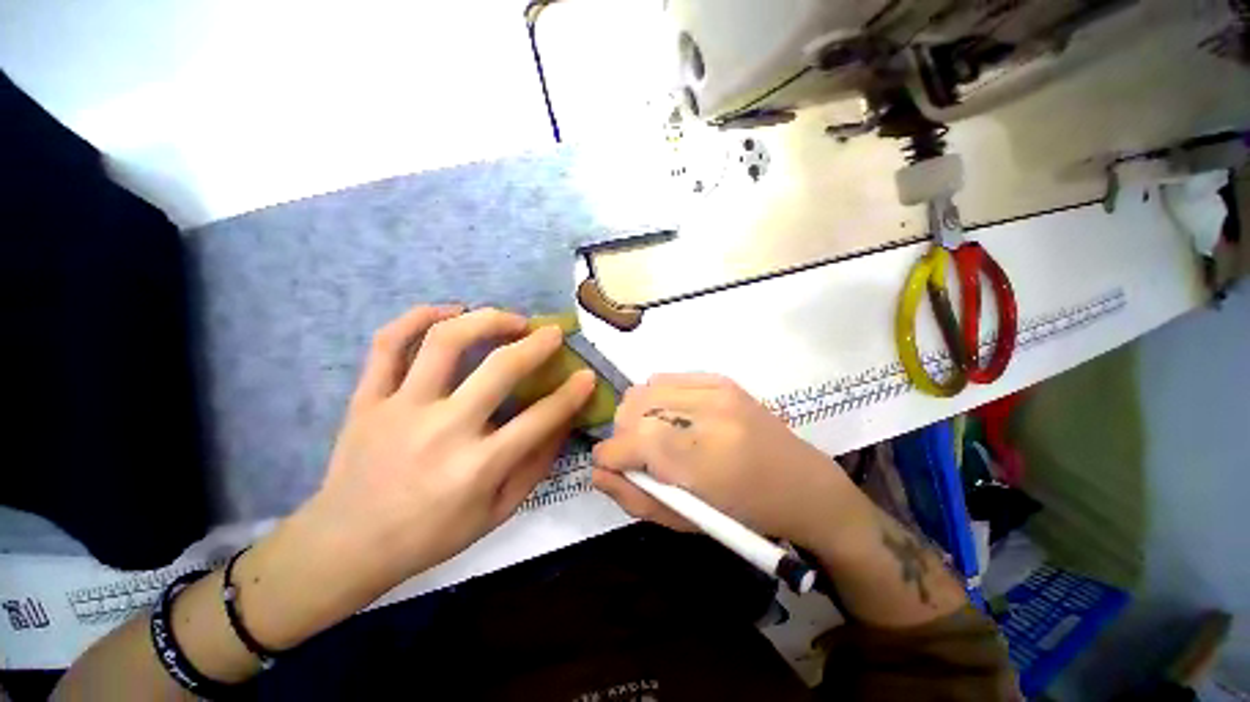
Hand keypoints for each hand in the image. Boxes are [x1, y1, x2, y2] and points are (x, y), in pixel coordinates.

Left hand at [304, 305, 595, 587]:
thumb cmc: (432, 534)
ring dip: (486, 320)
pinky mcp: (367, 399)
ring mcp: (400, 409)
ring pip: (445, 341)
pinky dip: (419, 317)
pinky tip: (449, 311)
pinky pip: (388, 344)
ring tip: (508, 319)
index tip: (587, 375)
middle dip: (536, 344)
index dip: (572, 393)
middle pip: (500, 368)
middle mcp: (443, 430)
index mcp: (478, 466)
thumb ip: (536, 464)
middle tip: (552, 333)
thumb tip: (565, 421)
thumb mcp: (498, 511)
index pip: (541, 418)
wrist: (348, 545)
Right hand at [592, 374, 857, 549]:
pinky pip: (666, 378)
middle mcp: (709, 413)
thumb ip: (634, 496)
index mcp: (704, 459)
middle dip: (623, 433)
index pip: (633, 440)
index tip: (610, 464)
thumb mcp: (685, 523)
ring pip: (646, 388)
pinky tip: (672, 416)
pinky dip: (657, 397)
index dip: (611, 454)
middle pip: (635, 407)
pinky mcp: (721, 379)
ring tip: (655, 434)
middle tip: (637, 454)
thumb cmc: (745, 515)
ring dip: (638, 414)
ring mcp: (717, 389)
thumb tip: (597, 471)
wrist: (802, 484)